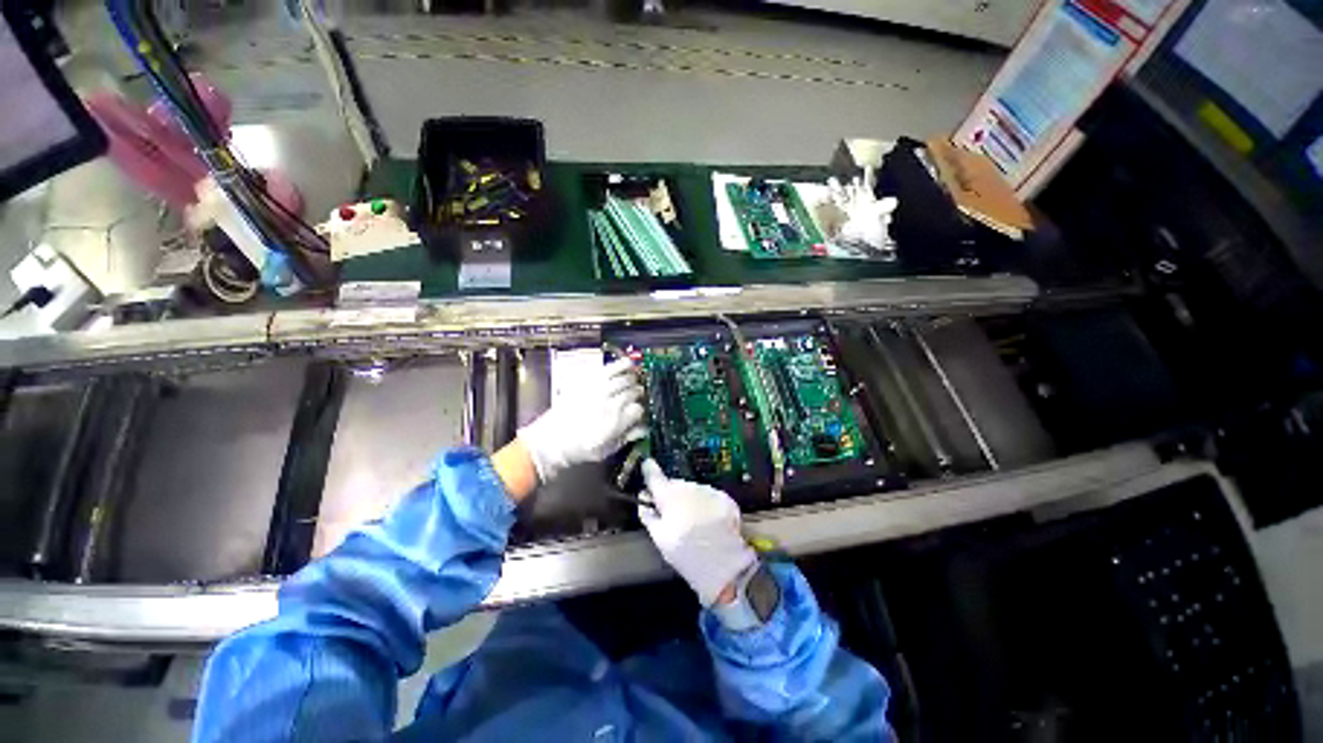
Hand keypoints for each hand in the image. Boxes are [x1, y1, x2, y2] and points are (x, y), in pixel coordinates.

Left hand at [517, 357, 646, 484]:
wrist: (550, 441)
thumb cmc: (578, 449)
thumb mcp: (606, 450)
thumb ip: (626, 437)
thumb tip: (642, 428)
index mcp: (616, 422)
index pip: (638, 409)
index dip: (639, 411)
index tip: (637, 413)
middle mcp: (609, 403)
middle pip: (632, 392)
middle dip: (637, 393)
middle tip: (636, 395)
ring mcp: (597, 390)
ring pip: (623, 379)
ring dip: (631, 379)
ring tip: (633, 380)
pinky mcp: (586, 381)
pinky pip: (608, 369)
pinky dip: (620, 365)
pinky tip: (627, 363)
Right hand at [639, 459, 756, 606]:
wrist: (724, 565)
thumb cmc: (686, 554)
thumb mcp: (660, 539)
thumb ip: (649, 515)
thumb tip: (643, 498)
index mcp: (669, 496)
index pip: (654, 475)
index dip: (649, 470)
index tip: (646, 465)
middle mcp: (689, 487)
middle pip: (674, 483)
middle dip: (671, 494)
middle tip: (672, 513)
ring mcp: (708, 490)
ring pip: (692, 489)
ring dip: (689, 498)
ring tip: (692, 520)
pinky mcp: (724, 497)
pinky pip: (708, 495)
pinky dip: (704, 503)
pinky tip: (707, 521)